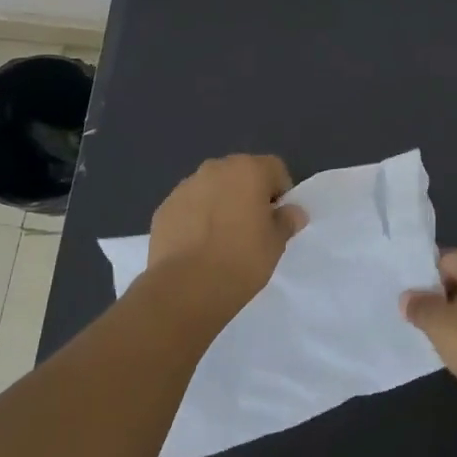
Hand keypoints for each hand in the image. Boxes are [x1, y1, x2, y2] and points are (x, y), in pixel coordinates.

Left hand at [146, 154, 306, 315]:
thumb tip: (292, 212)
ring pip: (212, 188)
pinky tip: (198, 246)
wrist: (186, 287)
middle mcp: (215, 169)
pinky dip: (196, 218)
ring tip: (221, 239)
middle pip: (240, 174)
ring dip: (220, 204)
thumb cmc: (242, 260)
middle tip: (251, 228)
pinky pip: (189, 206)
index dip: (280, 192)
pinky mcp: (164, 208)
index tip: (277, 218)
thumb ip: (286, 221)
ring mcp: (185, 187)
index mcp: (248, 170)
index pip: (274, 168)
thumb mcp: (276, 244)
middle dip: (248, 194)